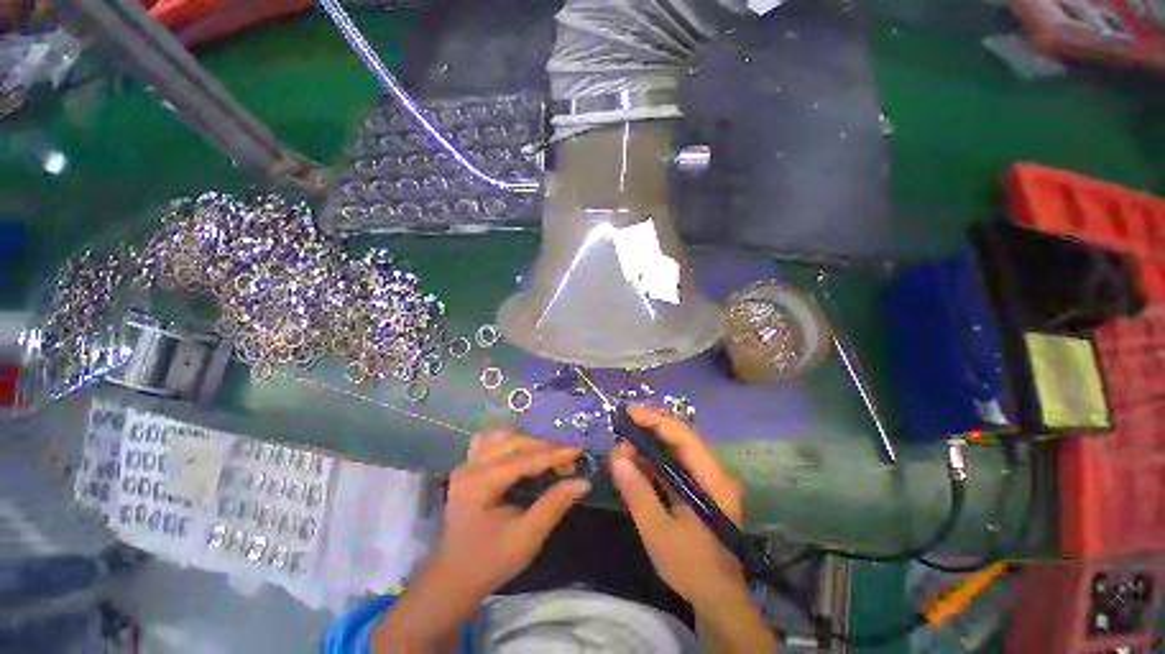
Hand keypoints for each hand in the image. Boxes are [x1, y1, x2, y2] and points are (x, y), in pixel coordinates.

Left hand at [374, 431, 589, 652]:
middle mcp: (471, 467)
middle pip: (513, 443)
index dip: (554, 454)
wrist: (453, 578)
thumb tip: (582, 482)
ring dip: (529, 441)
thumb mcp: (526, 538)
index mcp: (480, 484)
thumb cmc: (489, 562)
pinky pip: (490, 441)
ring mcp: (467, 464)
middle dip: (544, 448)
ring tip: (549, 454)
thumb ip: (553, 505)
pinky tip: (523, 450)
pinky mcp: (469, 467)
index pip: (523, 460)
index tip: (579, 450)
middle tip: (568, 461)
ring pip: (502, 436)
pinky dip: (511, 441)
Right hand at [610, 406, 746, 607]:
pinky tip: (635, 463)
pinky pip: (675, 463)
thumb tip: (617, 457)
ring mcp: (707, 478)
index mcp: (712, 479)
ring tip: (622, 448)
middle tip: (620, 431)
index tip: (628, 414)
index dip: (655, 420)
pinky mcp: (699, 487)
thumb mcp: (659, 533)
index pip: (683, 435)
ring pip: (676, 448)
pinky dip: (653, 459)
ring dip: (649, 444)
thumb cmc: (691, 568)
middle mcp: (713, 471)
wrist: (718, 599)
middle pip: (680, 436)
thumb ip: (637, 493)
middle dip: (649, 429)